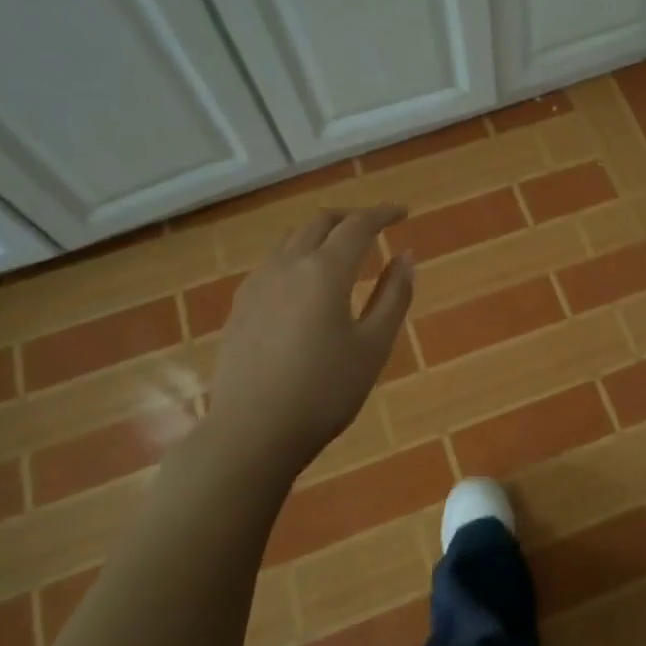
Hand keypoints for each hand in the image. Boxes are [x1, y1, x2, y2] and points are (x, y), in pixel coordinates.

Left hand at [203, 206, 414, 473]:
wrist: (252, 432)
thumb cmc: (325, 391)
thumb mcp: (374, 346)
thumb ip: (394, 295)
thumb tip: (406, 256)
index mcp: (325, 271)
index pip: (358, 225)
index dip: (382, 214)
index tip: (403, 213)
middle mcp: (287, 265)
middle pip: (319, 223)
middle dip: (349, 218)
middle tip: (374, 227)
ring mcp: (257, 284)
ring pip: (290, 240)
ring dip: (320, 234)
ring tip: (340, 250)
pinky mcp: (239, 307)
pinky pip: (273, 264)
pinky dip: (297, 256)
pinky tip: (304, 283)